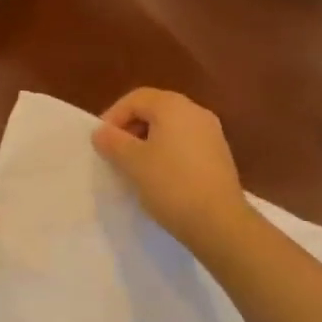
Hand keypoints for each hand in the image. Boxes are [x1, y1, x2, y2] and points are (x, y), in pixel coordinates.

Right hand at [93, 89, 251, 253]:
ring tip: (134, 167)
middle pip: (154, 109)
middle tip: (115, 153)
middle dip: (130, 128)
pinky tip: (159, 178)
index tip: (101, 142)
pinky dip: (167, 153)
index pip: (136, 98)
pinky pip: (185, 144)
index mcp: (173, 106)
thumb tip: (101, 132)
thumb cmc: (171, 184)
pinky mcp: (219, 156)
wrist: (220, 222)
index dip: (113, 116)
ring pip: (170, 128)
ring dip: (148, 142)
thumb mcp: (132, 162)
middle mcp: (195, 112)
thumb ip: (112, 142)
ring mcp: (211, 133)